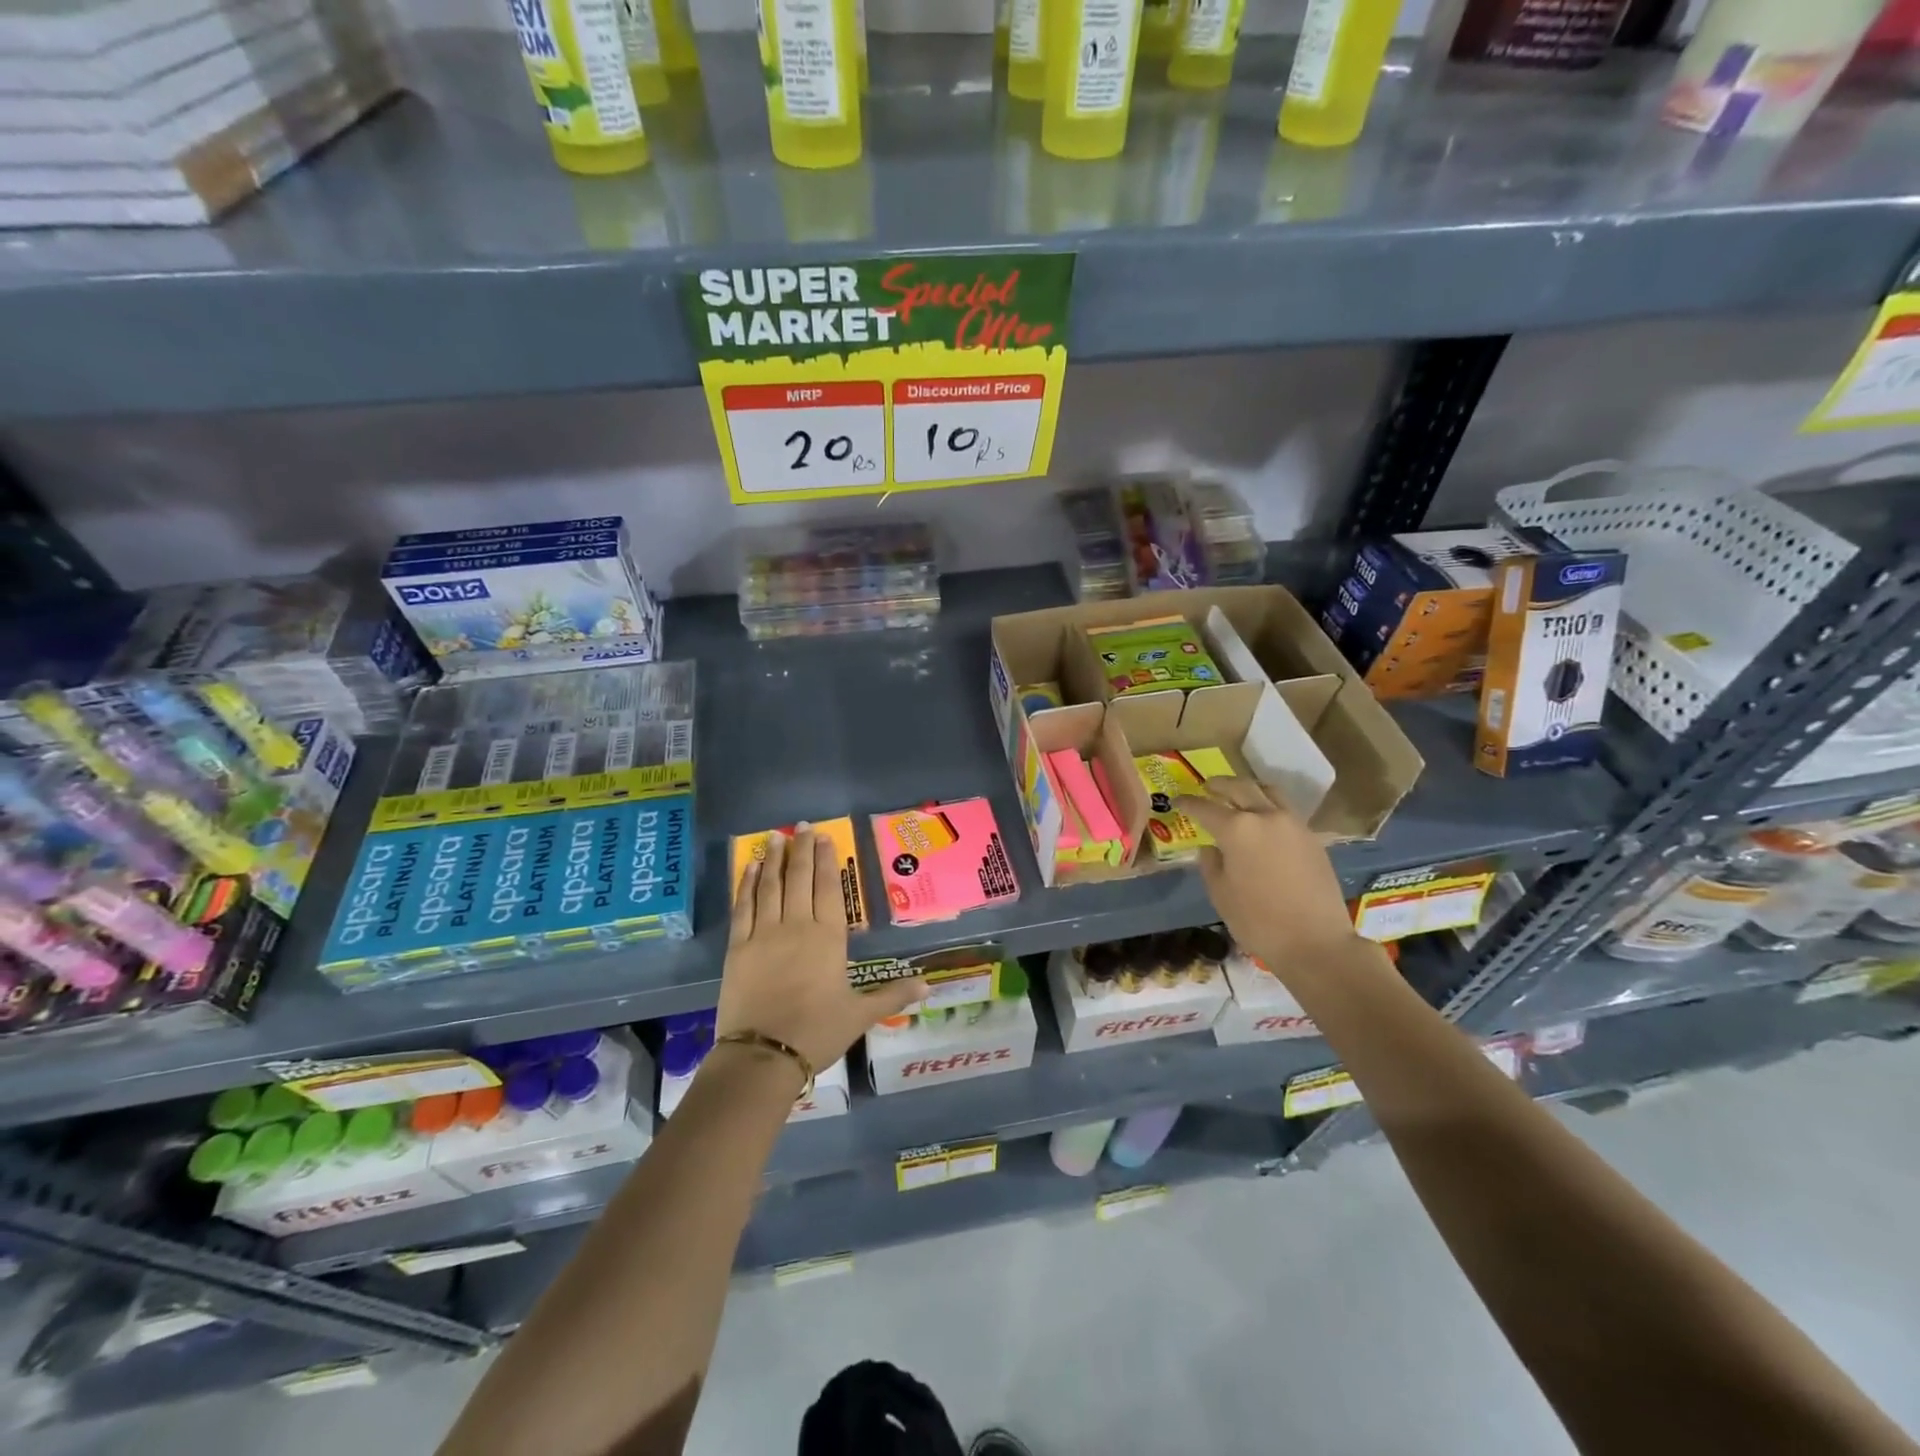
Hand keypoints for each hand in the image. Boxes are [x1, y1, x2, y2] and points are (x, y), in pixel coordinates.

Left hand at [716, 824, 925, 1073]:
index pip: (828, 888)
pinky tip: (751, 867)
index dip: (826, 860)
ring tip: (776, 837)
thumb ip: (892, 995)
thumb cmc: (817, 1032)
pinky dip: (747, 884)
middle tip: (801, 826)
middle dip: (801, 849)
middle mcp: (797, 926)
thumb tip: (928, 986)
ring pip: (770, 886)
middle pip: (799, 878)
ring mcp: (764, 934)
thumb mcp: (860, 1015)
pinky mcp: (738, 947)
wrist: (763, 1056)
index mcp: (828, 938)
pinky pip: (743, 907)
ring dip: (774, 859)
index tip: (825, 837)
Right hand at [1175, 778, 1372, 991]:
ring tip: (1237, 795)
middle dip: (1220, 785)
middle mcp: (1266, 817)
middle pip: (1240, 788)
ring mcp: (1293, 824)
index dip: (1188, 803)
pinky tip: (1263, 821)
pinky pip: (1285, 810)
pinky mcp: (1312, 838)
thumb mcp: (1220, 894)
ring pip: (1268, 792)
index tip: (1177, 800)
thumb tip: (1212, 848)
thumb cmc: (1258, 921)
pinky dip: (1269, 806)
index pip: (1205, 808)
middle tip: (1207, 787)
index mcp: (1237, 829)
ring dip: (1249, 789)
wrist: (1316, 942)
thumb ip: (1211, 864)